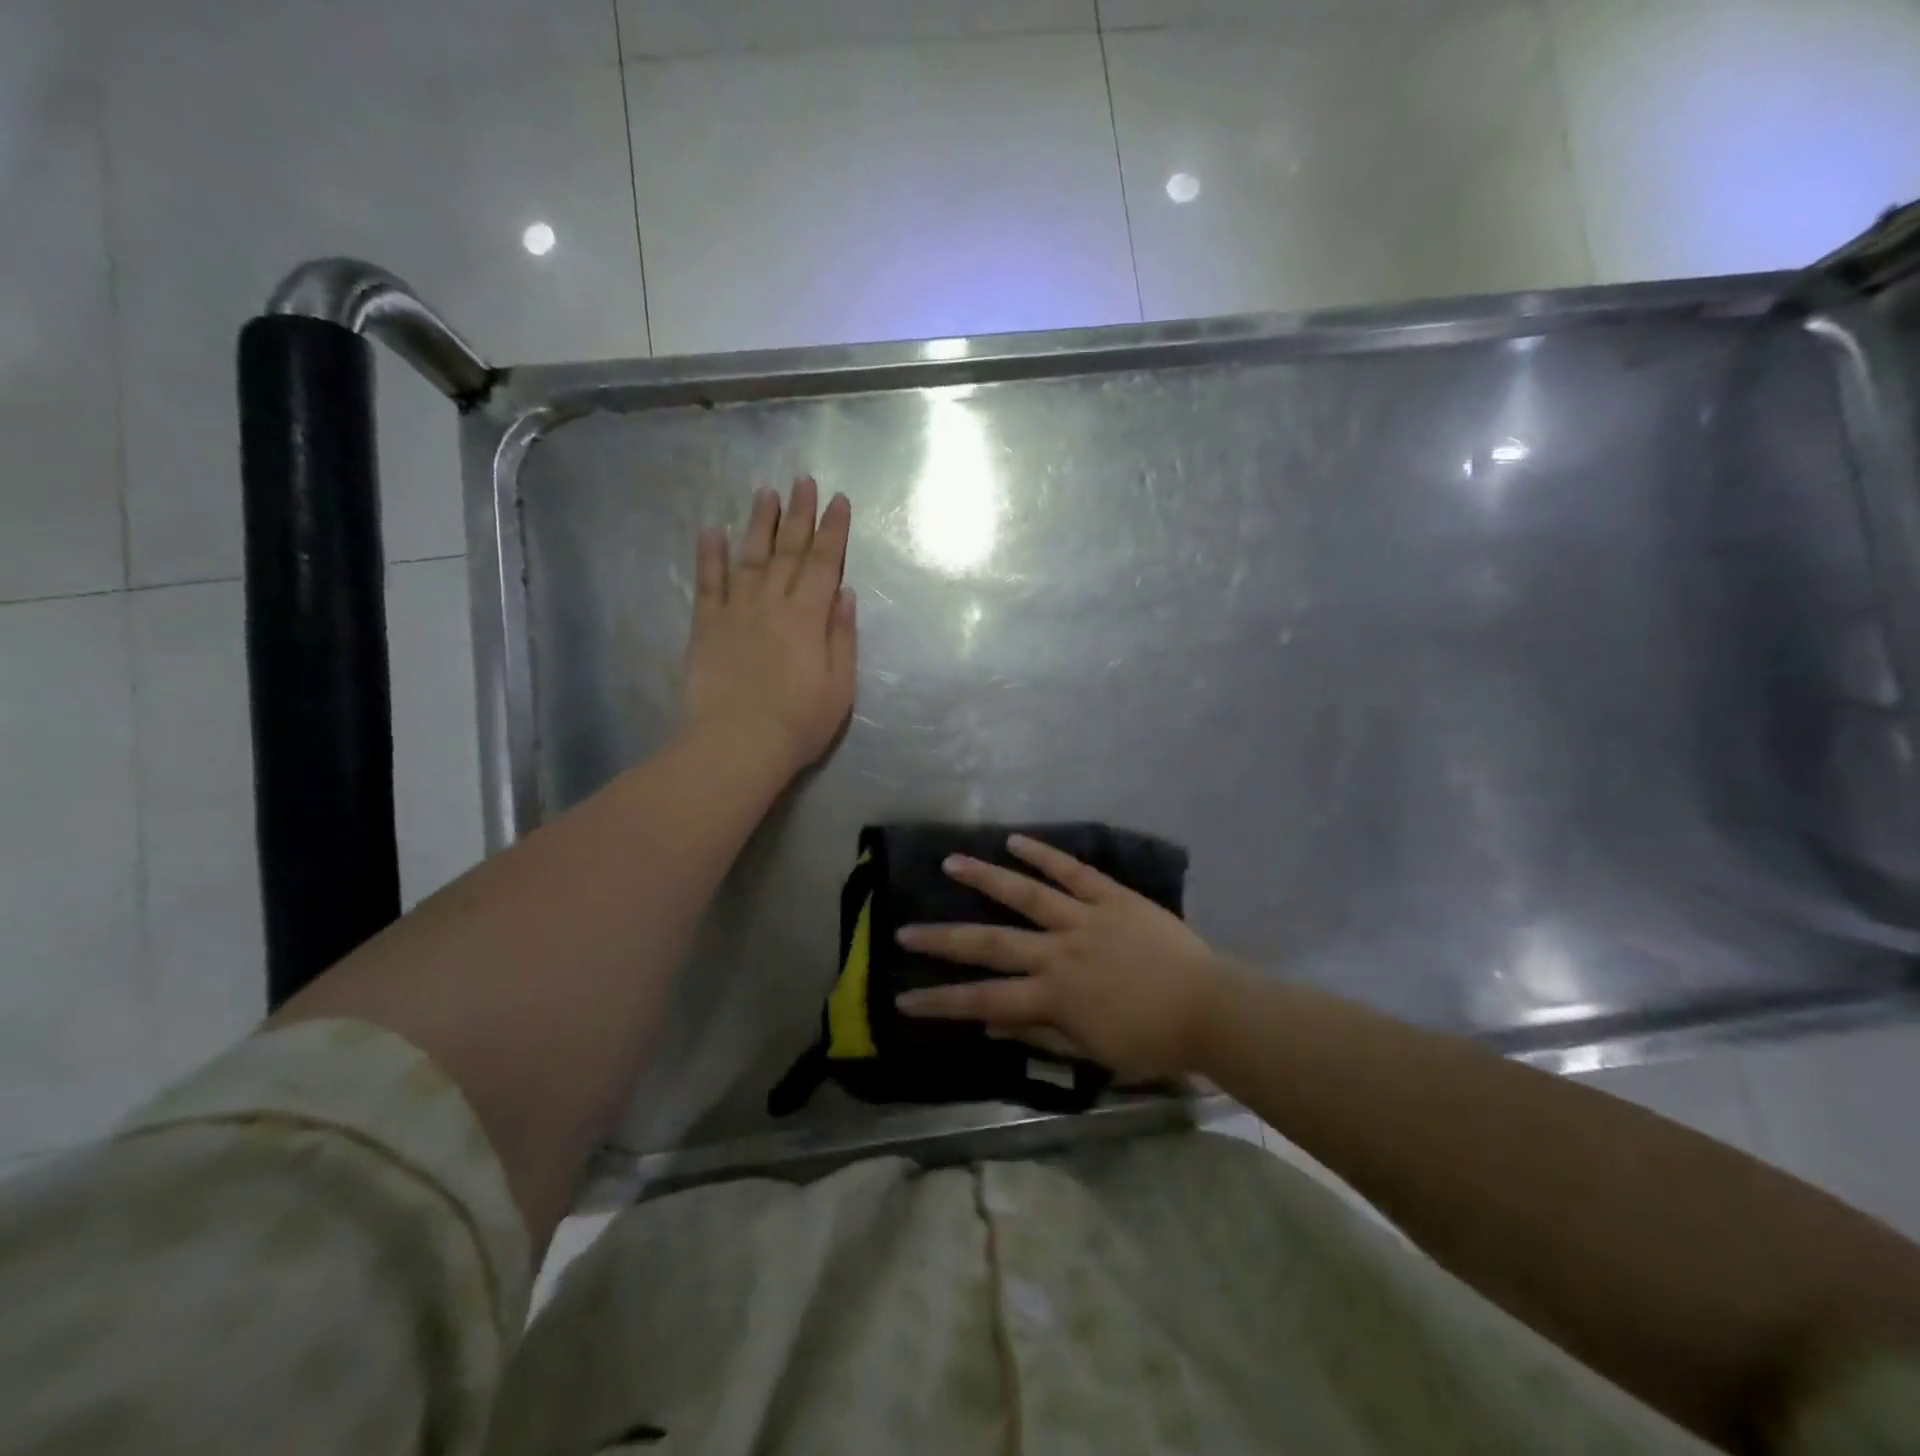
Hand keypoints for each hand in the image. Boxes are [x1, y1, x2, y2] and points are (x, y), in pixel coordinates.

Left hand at [684, 477, 857, 777]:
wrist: (738, 744)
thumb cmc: (800, 722)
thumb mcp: (840, 685)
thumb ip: (842, 636)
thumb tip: (845, 593)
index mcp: (809, 617)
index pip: (824, 563)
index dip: (833, 531)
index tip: (838, 500)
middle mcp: (772, 603)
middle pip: (788, 551)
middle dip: (799, 514)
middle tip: (803, 480)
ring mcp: (736, 612)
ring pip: (750, 557)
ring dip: (759, 523)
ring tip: (765, 493)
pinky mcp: (706, 627)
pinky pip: (707, 584)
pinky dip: (709, 556)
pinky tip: (711, 530)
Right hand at [893, 835, 1229, 1081]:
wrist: (1212, 1009)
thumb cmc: (1154, 1042)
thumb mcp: (1095, 1055)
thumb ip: (1043, 1038)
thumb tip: (993, 1028)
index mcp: (1054, 997)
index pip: (984, 1001)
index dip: (941, 1002)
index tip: (902, 999)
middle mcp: (1059, 953)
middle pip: (991, 944)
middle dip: (943, 940)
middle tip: (904, 931)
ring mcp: (1085, 919)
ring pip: (1025, 895)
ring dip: (985, 878)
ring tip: (951, 862)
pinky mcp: (1112, 897)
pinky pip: (1073, 871)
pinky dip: (1044, 854)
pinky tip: (1015, 841)